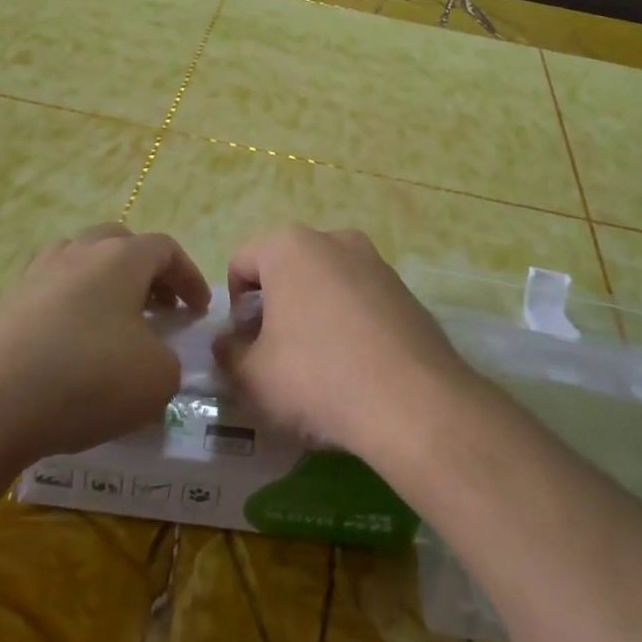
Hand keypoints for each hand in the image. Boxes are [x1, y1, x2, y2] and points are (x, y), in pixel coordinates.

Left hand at [0, 224, 210, 462]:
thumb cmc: (87, 378)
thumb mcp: (156, 380)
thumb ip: (170, 362)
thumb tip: (154, 358)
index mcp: (121, 258)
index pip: (166, 250)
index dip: (189, 277)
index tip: (198, 311)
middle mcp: (78, 253)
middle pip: (119, 244)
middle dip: (144, 272)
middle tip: (157, 307)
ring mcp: (35, 277)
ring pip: (79, 264)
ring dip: (103, 286)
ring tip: (113, 324)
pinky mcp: (3, 307)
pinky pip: (49, 296)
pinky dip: (69, 312)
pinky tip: (70, 349)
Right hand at [215, 225, 480, 457]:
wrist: (413, 402)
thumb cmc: (316, 377)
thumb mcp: (252, 375)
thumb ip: (228, 352)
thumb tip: (229, 342)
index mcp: (290, 246)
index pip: (241, 263)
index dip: (235, 308)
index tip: (247, 347)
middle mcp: (334, 239)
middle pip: (286, 270)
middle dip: (275, 308)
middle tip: (278, 358)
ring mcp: (375, 261)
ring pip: (325, 284)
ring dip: (313, 315)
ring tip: (320, 366)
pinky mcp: (404, 289)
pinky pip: (360, 300)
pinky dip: (349, 324)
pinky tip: (356, 367)